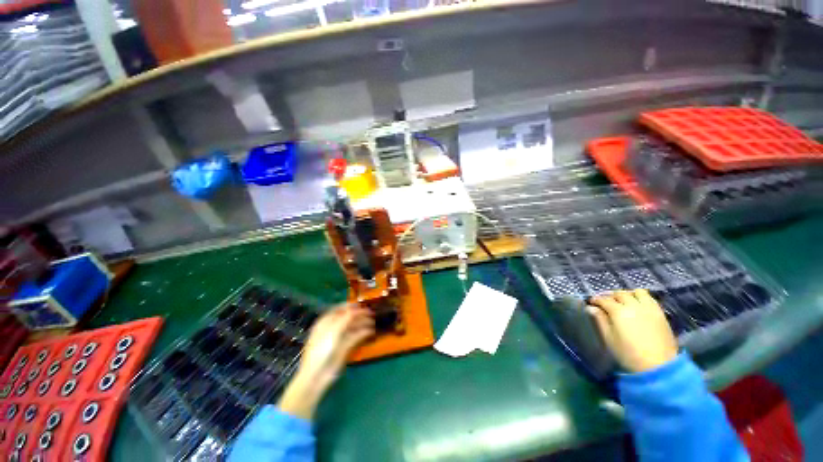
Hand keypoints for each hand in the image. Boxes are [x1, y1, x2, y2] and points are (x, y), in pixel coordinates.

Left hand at [277, 304, 373, 419]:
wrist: (317, 374)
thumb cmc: (322, 348)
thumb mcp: (334, 329)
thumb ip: (347, 316)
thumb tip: (358, 308)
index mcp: (326, 321)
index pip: (339, 309)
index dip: (350, 306)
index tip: (362, 304)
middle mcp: (333, 327)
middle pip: (348, 317)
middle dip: (359, 314)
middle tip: (371, 313)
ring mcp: (339, 338)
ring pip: (353, 327)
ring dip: (363, 323)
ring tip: (373, 322)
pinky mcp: (345, 348)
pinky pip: (355, 337)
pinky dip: (363, 333)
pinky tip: (371, 331)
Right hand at [588, 289, 677, 372]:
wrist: (658, 367)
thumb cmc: (628, 354)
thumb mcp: (609, 338)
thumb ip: (600, 321)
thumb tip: (591, 308)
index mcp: (618, 311)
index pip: (604, 300)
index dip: (596, 300)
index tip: (592, 302)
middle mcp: (633, 306)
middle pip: (620, 293)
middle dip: (611, 296)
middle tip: (606, 302)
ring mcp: (649, 308)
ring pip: (637, 292)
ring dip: (628, 294)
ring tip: (624, 301)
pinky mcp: (660, 313)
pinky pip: (650, 299)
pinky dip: (641, 298)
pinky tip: (638, 305)